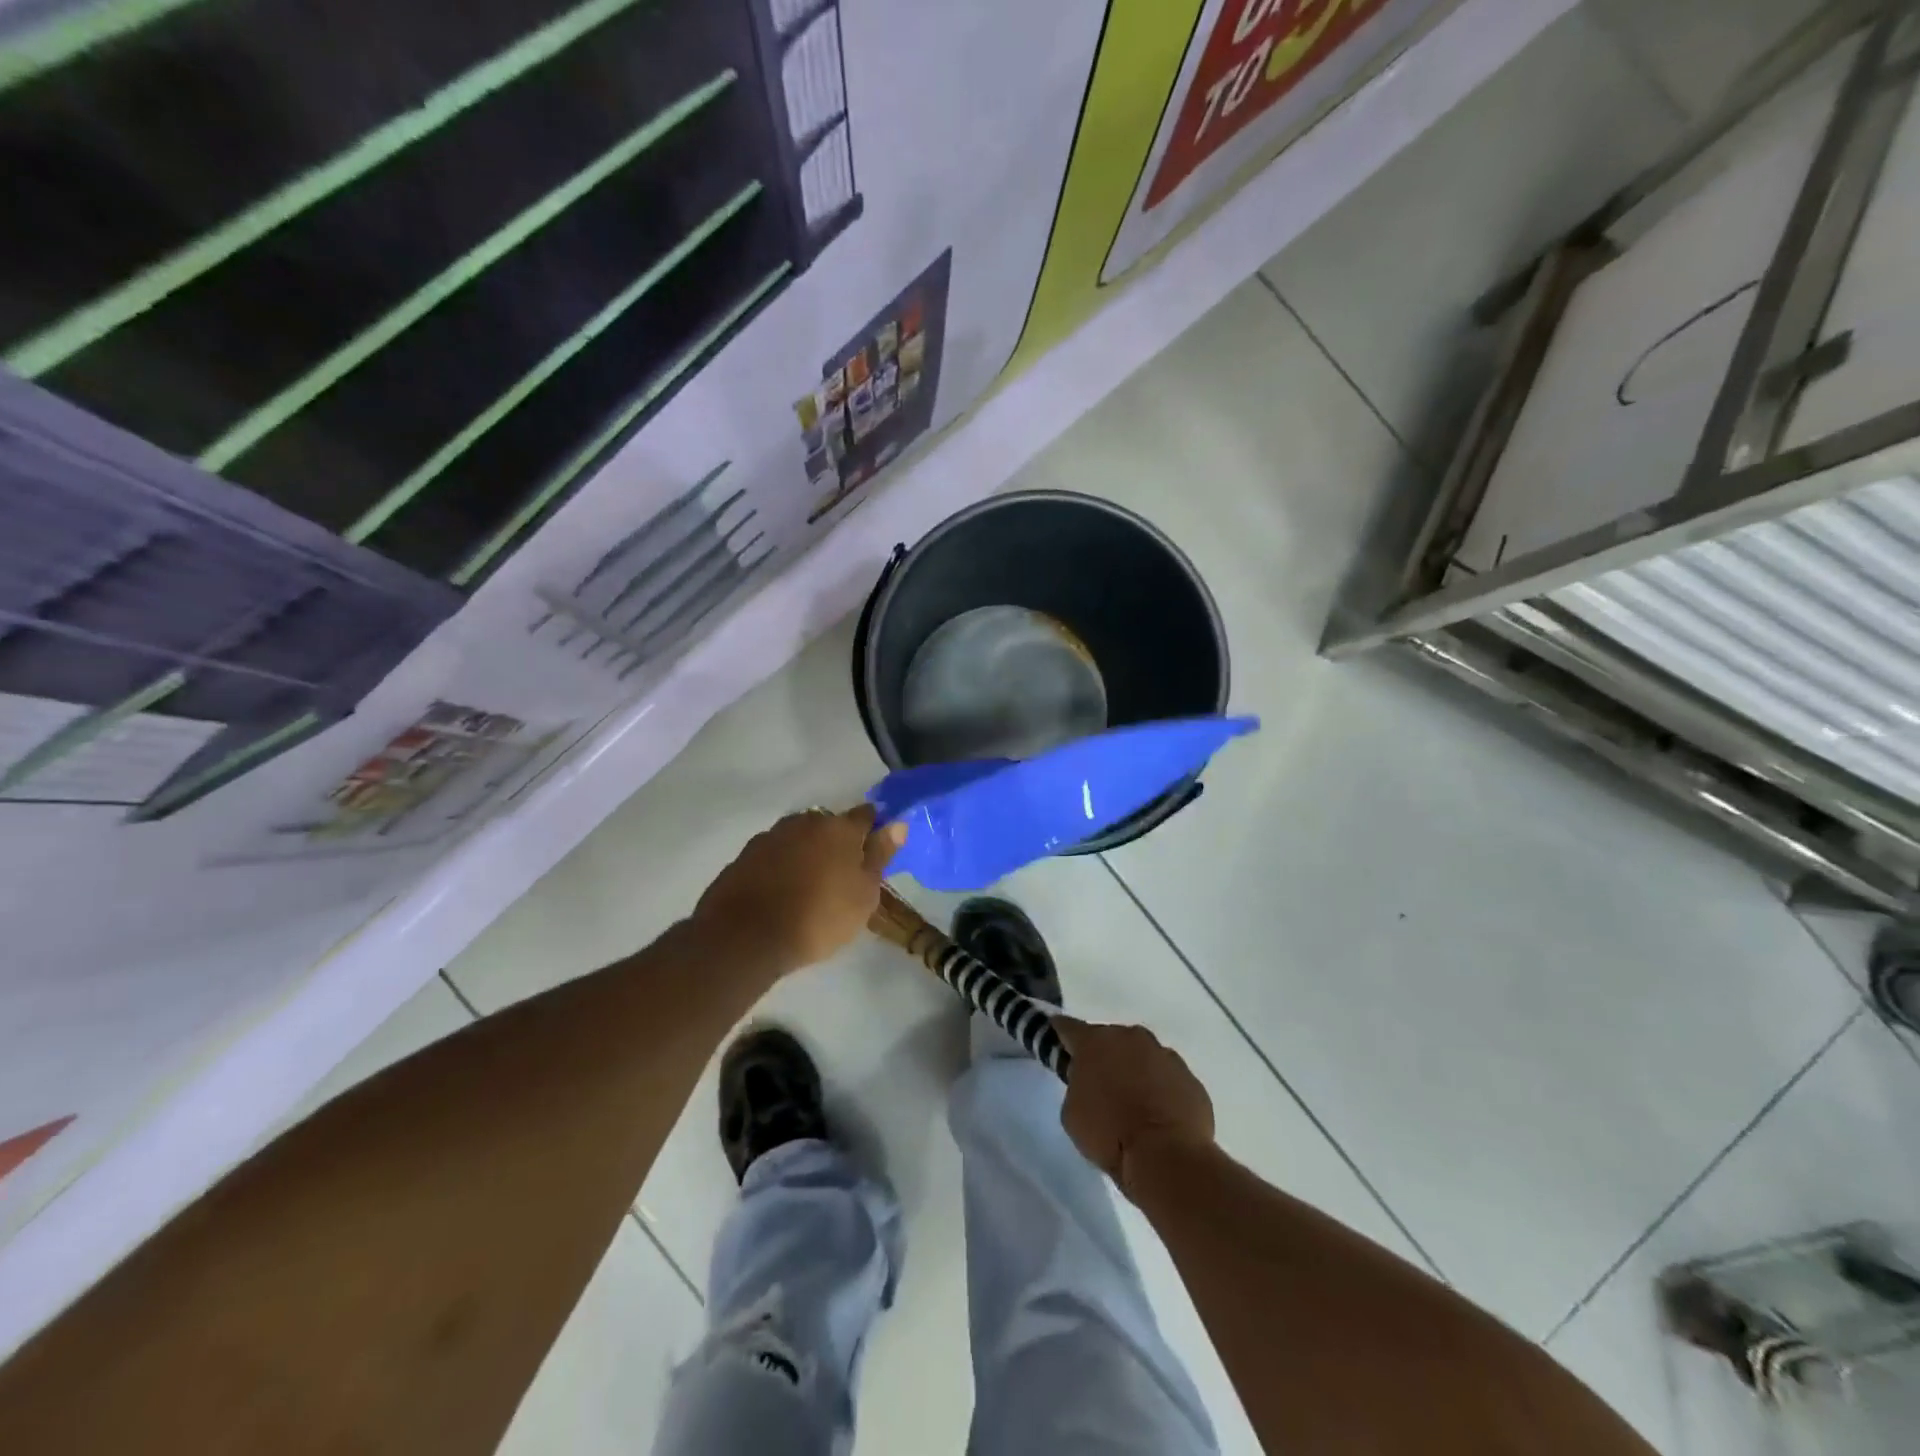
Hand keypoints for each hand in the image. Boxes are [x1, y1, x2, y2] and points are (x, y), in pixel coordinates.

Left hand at [693, 806, 905, 977]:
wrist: (745, 937)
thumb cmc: (818, 918)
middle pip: (829, 824)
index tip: (876, 848)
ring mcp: (771, 836)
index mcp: (839, 828)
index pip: (866, 815)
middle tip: (842, 874)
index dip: (874, 828)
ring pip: (799, 838)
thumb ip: (880, 855)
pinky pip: (774, 855)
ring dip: (807, 853)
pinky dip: (781, 866)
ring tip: (809, 885)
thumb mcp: (863, 894)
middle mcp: (805, 822)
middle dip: (837, 842)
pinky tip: (781, 891)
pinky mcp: (745, 855)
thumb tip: (898, 824)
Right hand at [1055, 1017, 1214, 1198]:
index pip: (1068, 1027)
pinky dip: (1160, 1089)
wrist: (1169, 1158)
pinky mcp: (1189, 1077)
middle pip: (1109, 1040)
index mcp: (1095, 1042)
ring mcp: (1164, 1054)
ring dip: (1134, 1071)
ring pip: (1141, 1056)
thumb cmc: (1110, 1135)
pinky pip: (1167, 1078)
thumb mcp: (1072, 1114)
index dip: (1059, 1035)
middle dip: (1103, 1057)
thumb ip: (1077, 1087)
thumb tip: (1089, 1084)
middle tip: (1099, 1085)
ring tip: (1133, 1104)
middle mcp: (1130, 1037)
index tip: (1056, 1042)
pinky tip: (1158, 1116)